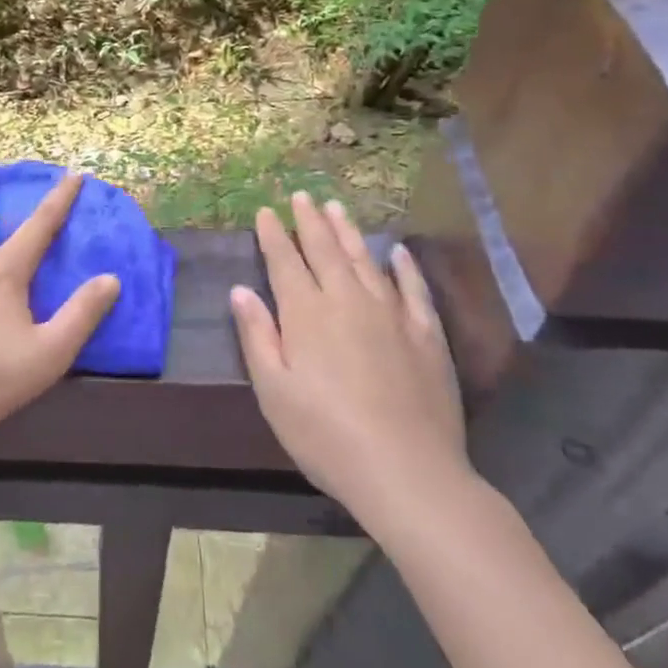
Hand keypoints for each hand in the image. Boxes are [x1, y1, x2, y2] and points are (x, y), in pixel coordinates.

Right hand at [231, 193, 468, 526]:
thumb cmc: (325, 435)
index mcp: (307, 314)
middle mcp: (347, 301)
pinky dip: (404, 267)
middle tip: (301, 196)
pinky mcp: (426, 334)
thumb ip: (257, 335)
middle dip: (309, 221)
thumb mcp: (274, 391)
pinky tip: (397, 252)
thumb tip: (241, 290)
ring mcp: (391, 314)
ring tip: (336, 207)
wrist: (406, 471)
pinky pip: (413, 289)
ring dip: (348, 232)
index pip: (285, 262)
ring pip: (365, 260)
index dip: (274, 235)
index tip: (266, 211)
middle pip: (325, 251)